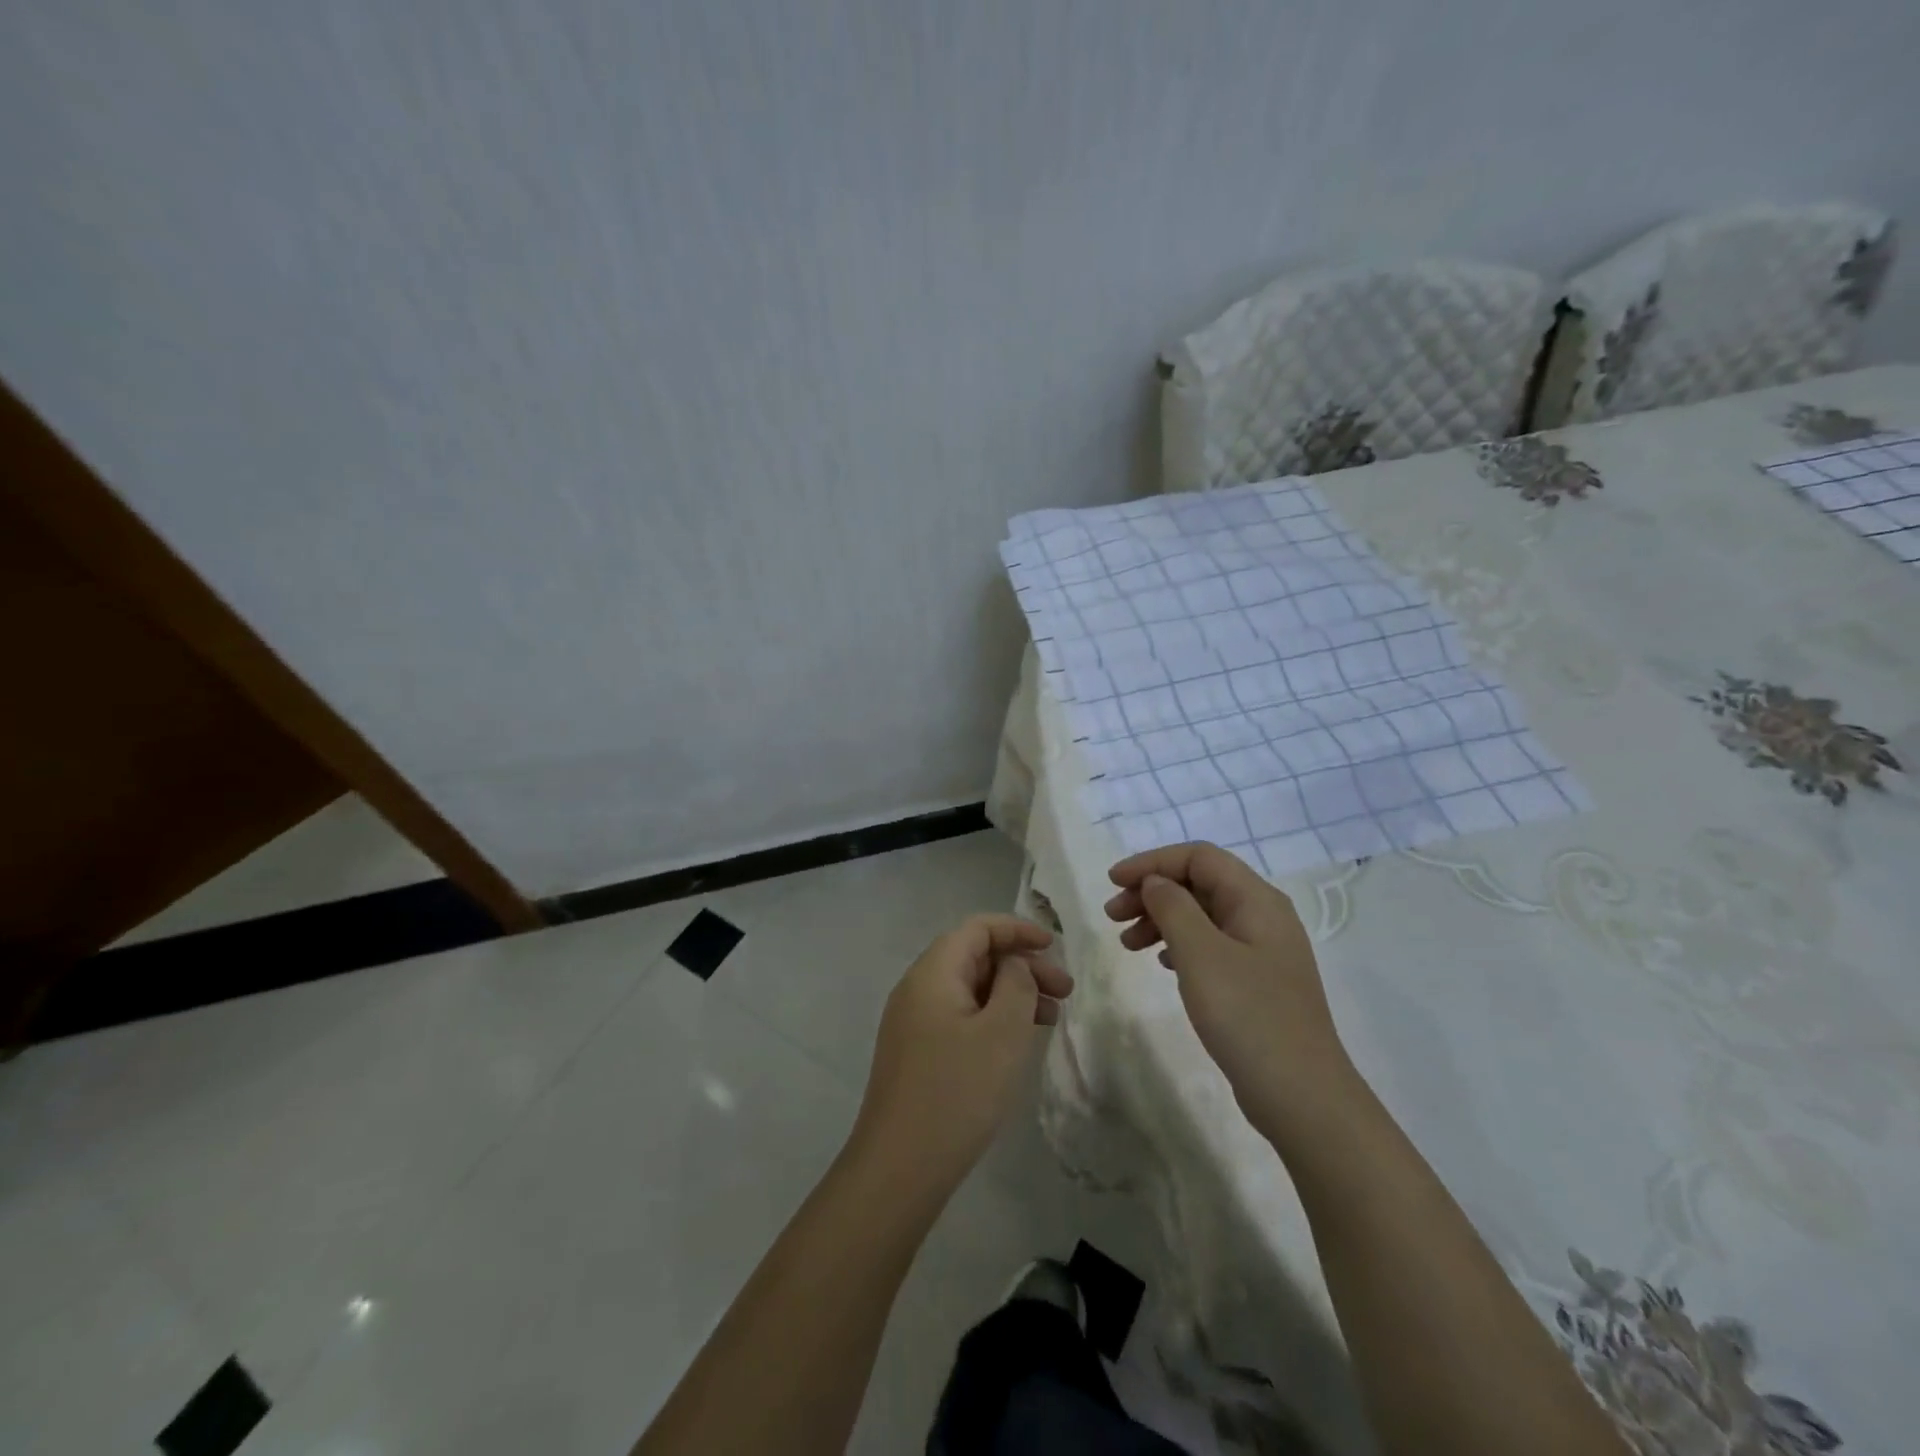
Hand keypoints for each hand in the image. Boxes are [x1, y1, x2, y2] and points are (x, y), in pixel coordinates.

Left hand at [849, 915, 1072, 1196]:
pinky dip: (992, 1018)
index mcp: (932, 972)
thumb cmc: (957, 1091)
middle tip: (1064, 992)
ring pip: (969, 989)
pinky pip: (959, 1017)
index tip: (1054, 945)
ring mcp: (912, 1022)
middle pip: (974, 957)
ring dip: (1010, 994)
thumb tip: (1013, 965)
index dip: (1017, 930)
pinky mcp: (916, 1053)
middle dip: (1021, 966)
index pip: (977, 929)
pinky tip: (1016, 1042)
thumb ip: (1016, 984)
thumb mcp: (1001, 1031)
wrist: (899, 1167)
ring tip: (1050, 1018)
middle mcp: (917, 988)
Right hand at [1105, 842, 1357, 1141]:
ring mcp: (1261, 951)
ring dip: (1160, 919)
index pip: (1198, 857)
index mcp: (1256, 900)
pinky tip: (1160, 962)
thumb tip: (1156, 883)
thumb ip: (1173, 907)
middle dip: (1152, 891)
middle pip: (1199, 883)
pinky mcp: (1256, 981)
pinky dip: (1178, 944)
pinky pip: (1209, 945)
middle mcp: (1263, 916)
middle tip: (1112, 916)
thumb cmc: (1248, 1016)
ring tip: (1126, 944)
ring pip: (1201, 915)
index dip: (1152, 862)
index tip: (1112, 881)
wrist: (1301, 1096)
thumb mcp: (1201, 954)